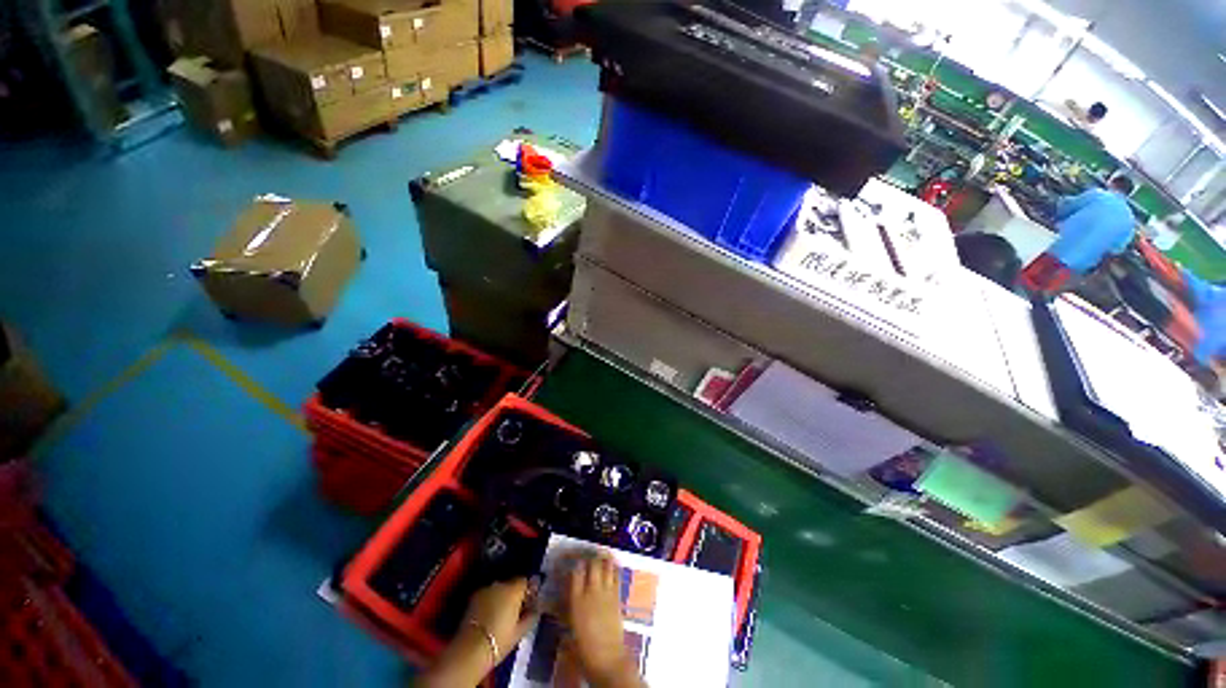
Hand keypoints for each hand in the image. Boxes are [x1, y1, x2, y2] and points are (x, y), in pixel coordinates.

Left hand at [464, 578, 539, 664]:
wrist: (470, 650)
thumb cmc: (500, 640)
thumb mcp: (520, 631)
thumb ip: (531, 615)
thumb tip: (536, 608)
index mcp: (514, 589)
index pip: (525, 581)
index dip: (528, 591)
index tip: (529, 602)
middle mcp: (500, 584)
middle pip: (511, 584)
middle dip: (514, 594)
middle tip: (516, 609)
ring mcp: (485, 590)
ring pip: (498, 589)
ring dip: (502, 597)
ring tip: (502, 613)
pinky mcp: (473, 598)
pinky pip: (487, 595)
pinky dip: (490, 601)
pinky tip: (490, 615)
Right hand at [564, 552, 641, 687]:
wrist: (607, 659)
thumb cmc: (583, 649)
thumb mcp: (568, 628)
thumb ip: (564, 609)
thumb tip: (556, 599)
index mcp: (577, 600)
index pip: (576, 570)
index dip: (574, 561)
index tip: (571, 560)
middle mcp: (592, 591)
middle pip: (592, 563)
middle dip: (589, 556)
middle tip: (586, 556)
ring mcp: (606, 592)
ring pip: (606, 565)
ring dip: (602, 557)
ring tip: (599, 554)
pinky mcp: (618, 596)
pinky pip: (617, 574)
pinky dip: (614, 566)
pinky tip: (612, 563)